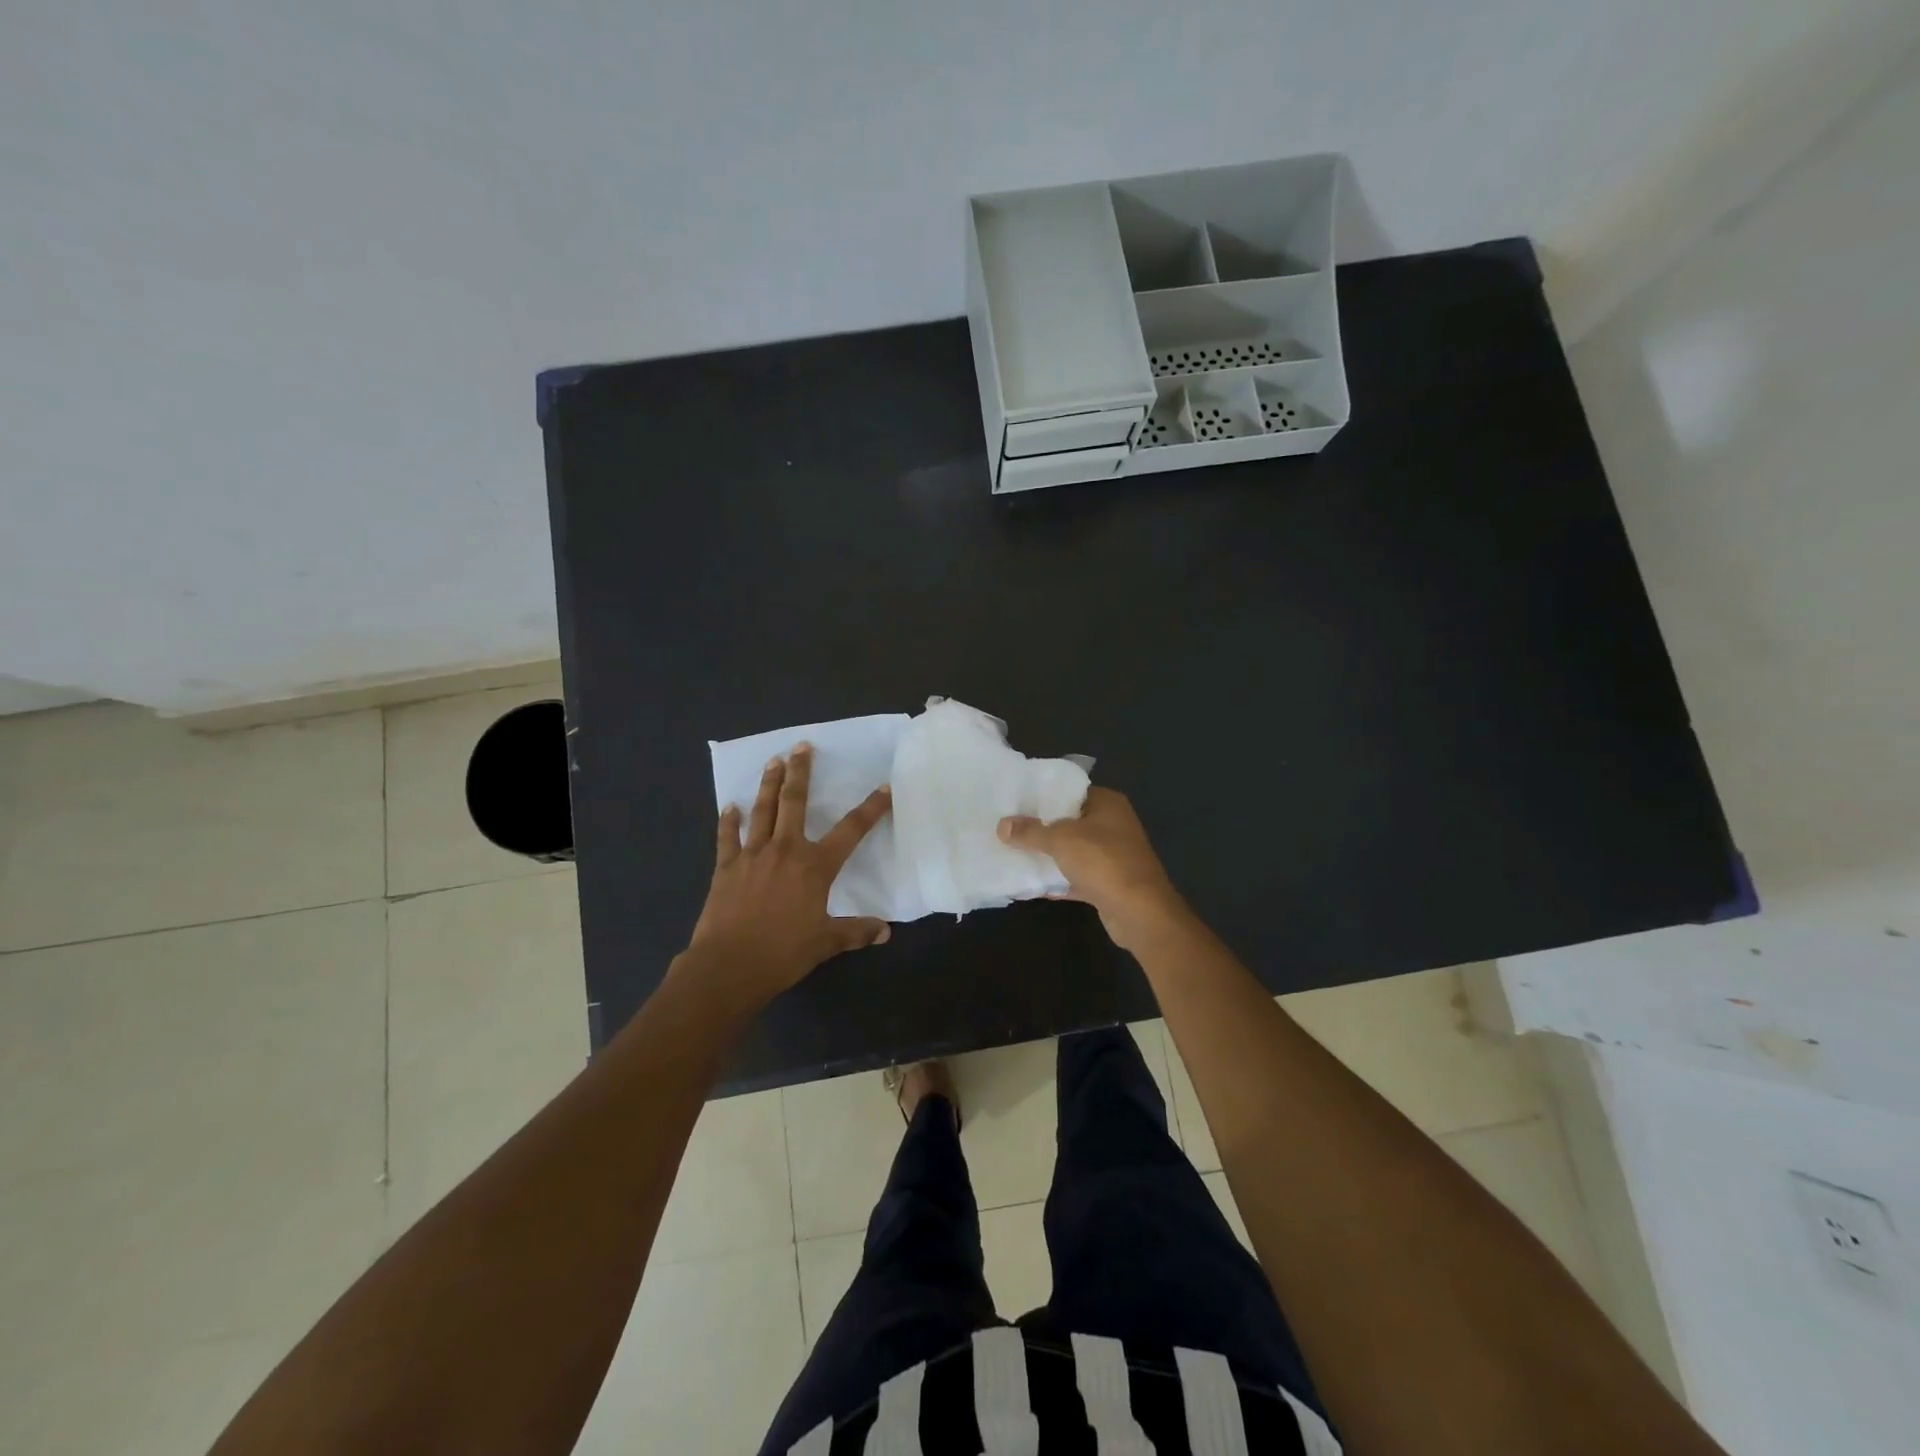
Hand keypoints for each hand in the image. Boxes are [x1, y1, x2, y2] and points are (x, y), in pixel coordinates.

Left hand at [678, 745, 892, 1013]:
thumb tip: (885, 931)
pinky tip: (729, 807)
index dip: (870, 809)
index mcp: (815, 867)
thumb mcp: (826, 943)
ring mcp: (752, 855)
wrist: (729, 966)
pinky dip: (728, 821)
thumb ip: (855, 932)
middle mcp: (785, 851)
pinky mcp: (726, 867)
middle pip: (794, 803)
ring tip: (773, 761)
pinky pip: (728, 838)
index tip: (884, 788)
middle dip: (800, 772)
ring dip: (768, 784)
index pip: (851, 830)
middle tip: (802, 746)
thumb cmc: (783, 953)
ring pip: (762, 810)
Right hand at [998, 787, 1186, 949]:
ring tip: (1012, 853)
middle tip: (1008, 828)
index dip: (1043, 796)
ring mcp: (1112, 857)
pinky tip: (1029, 884)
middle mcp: (1113, 826)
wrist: (1139, 912)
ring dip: (1048, 856)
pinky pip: (1076, 878)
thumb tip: (1003, 825)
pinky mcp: (1108, 884)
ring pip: (1073, 852)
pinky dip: (1057, 881)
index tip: (1015, 801)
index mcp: (1107, 804)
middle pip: (1070, 822)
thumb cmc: (1103, 861)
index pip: (1071, 791)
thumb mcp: (1060, 840)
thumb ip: (1031, 831)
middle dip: (1041, 827)